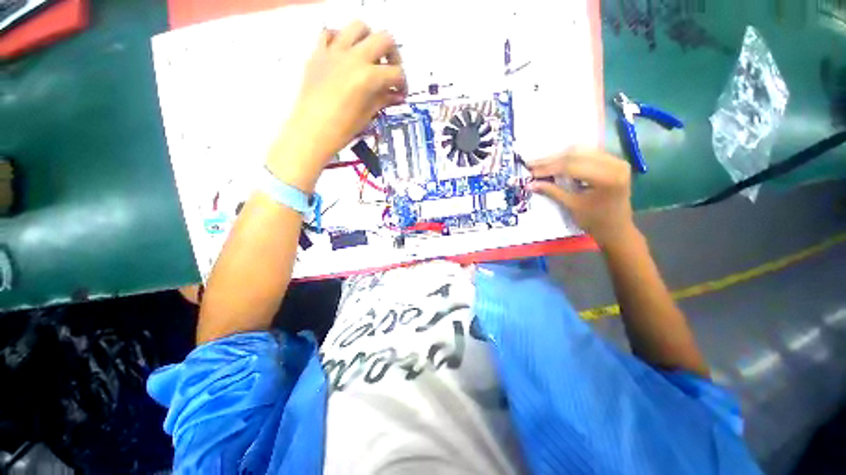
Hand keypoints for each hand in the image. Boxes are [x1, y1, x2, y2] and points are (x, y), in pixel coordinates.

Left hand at [268, 21, 406, 191]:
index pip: (396, 72)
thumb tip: (398, 95)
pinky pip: (330, 32)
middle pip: (384, 39)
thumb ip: (384, 99)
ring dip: (369, 39)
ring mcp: (334, 51)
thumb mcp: (368, 115)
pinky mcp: (319, 52)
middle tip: (390, 72)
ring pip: (358, 26)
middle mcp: (354, 57)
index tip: (401, 93)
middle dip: (393, 55)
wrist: (312, 131)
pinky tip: (344, 55)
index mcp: (368, 76)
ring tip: (369, 57)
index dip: (403, 83)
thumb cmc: (342, 129)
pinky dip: (340, 39)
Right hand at [527, 148, 637, 248]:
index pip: (571, 166)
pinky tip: (556, 162)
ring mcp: (616, 161)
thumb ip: (552, 191)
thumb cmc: (595, 221)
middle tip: (531, 164)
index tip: (530, 171)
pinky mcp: (613, 162)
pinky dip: (570, 157)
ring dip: (558, 156)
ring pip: (581, 151)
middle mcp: (615, 164)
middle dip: (551, 160)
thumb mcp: (572, 206)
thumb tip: (529, 184)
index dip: (548, 168)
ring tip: (540, 162)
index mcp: (607, 178)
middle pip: (576, 154)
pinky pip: (588, 153)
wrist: (617, 229)